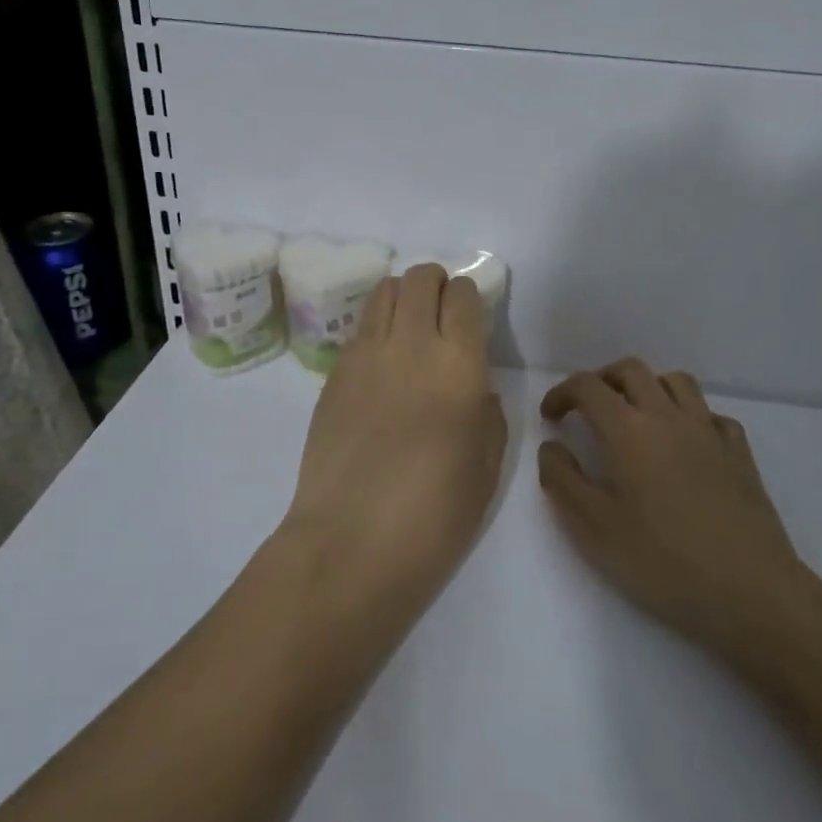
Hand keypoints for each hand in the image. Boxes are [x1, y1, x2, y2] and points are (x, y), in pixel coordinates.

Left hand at [279, 264, 507, 622]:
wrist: (351, 543)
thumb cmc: (434, 515)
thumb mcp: (487, 467)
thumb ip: (488, 413)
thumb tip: (475, 388)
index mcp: (458, 365)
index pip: (463, 296)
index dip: (469, 297)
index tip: (471, 317)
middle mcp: (410, 344)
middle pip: (420, 278)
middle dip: (436, 284)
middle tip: (442, 315)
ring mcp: (365, 354)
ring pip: (384, 290)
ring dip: (403, 296)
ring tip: (410, 328)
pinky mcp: (333, 372)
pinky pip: (360, 327)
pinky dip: (376, 326)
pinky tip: (382, 363)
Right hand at [538, 359, 821, 671]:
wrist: (752, 593)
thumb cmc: (664, 562)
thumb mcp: (594, 529)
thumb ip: (563, 480)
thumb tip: (552, 446)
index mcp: (629, 430)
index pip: (588, 386)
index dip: (562, 393)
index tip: (550, 417)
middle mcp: (669, 417)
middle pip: (631, 370)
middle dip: (602, 380)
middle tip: (587, 409)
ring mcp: (710, 432)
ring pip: (675, 381)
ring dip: (647, 387)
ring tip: (635, 417)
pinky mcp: (740, 453)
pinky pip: (710, 413)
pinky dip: (689, 415)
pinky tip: (684, 444)